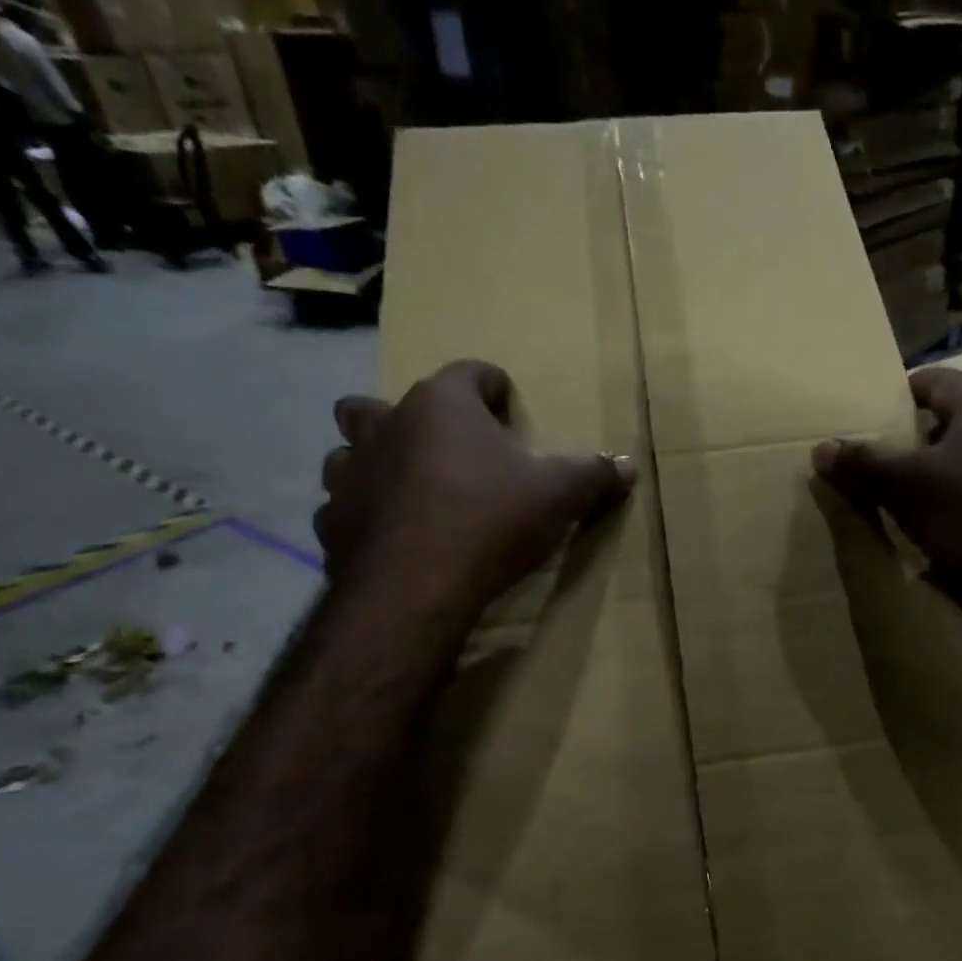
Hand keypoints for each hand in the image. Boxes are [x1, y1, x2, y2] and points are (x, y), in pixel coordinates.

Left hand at [316, 360, 633, 607]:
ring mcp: (350, 472)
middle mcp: (385, 425)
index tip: (510, 407)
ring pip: (351, 450)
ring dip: (377, 463)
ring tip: (411, 490)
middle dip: (413, 419)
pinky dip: (366, 514)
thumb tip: (628, 467)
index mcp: (441, 406)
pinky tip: (391, 536)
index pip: (470, 372)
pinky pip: (345, 506)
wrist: (417, 587)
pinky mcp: (333, 521)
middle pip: (384, 402)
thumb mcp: (559, 496)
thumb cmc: (491, 521)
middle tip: (446, 450)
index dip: (494, 386)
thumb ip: (593, 476)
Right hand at [811, 367, 961, 641]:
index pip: (928, 381)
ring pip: (956, 467)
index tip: (854, 425)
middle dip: (899, 447)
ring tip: (879, 504)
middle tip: (858, 469)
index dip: (888, 400)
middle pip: (940, 425)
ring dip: (920, 485)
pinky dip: (943, 512)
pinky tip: (918, 535)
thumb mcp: (911, 488)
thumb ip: (865, 464)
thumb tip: (822, 448)